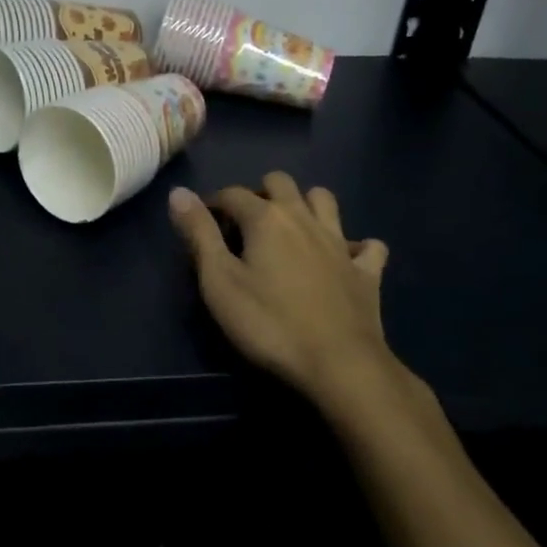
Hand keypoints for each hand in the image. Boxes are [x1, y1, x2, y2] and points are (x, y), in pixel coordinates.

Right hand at [168, 175, 423, 417]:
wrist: (341, 365)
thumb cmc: (270, 323)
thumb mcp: (219, 281)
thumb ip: (199, 233)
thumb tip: (179, 192)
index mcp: (265, 218)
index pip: (232, 193)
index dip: (213, 203)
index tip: (202, 223)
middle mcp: (303, 218)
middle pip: (280, 182)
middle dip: (260, 192)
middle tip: (246, 224)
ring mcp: (340, 242)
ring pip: (324, 199)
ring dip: (306, 204)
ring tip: (291, 229)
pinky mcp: (366, 271)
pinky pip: (367, 246)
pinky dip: (355, 246)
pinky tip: (345, 258)